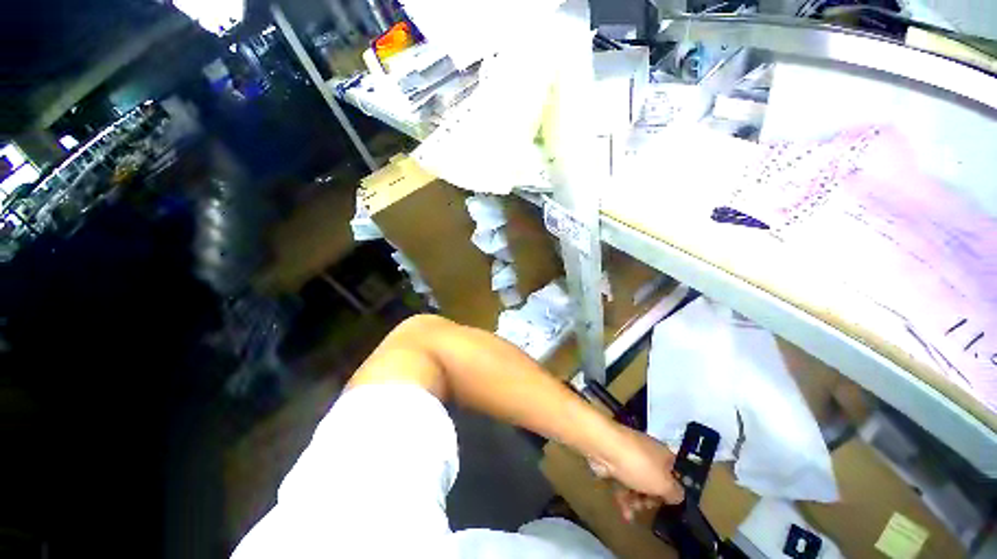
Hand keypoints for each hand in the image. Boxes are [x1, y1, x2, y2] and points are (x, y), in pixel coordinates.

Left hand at [588, 424, 683, 521]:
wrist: (605, 447)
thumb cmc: (639, 464)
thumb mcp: (665, 483)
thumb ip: (675, 493)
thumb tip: (677, 496)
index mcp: (663, 454)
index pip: (674, 473)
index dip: (672, 489)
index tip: (669, 503)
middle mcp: (647, 455)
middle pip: (654, 482)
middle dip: (651, 499)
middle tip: (646, 506)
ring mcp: (629, 459)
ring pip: (637, 485)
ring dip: (636, 501)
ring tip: (633, 510)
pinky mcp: (614, 464)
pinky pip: (622, 484)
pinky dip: (624, 499)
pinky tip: (625, 514)